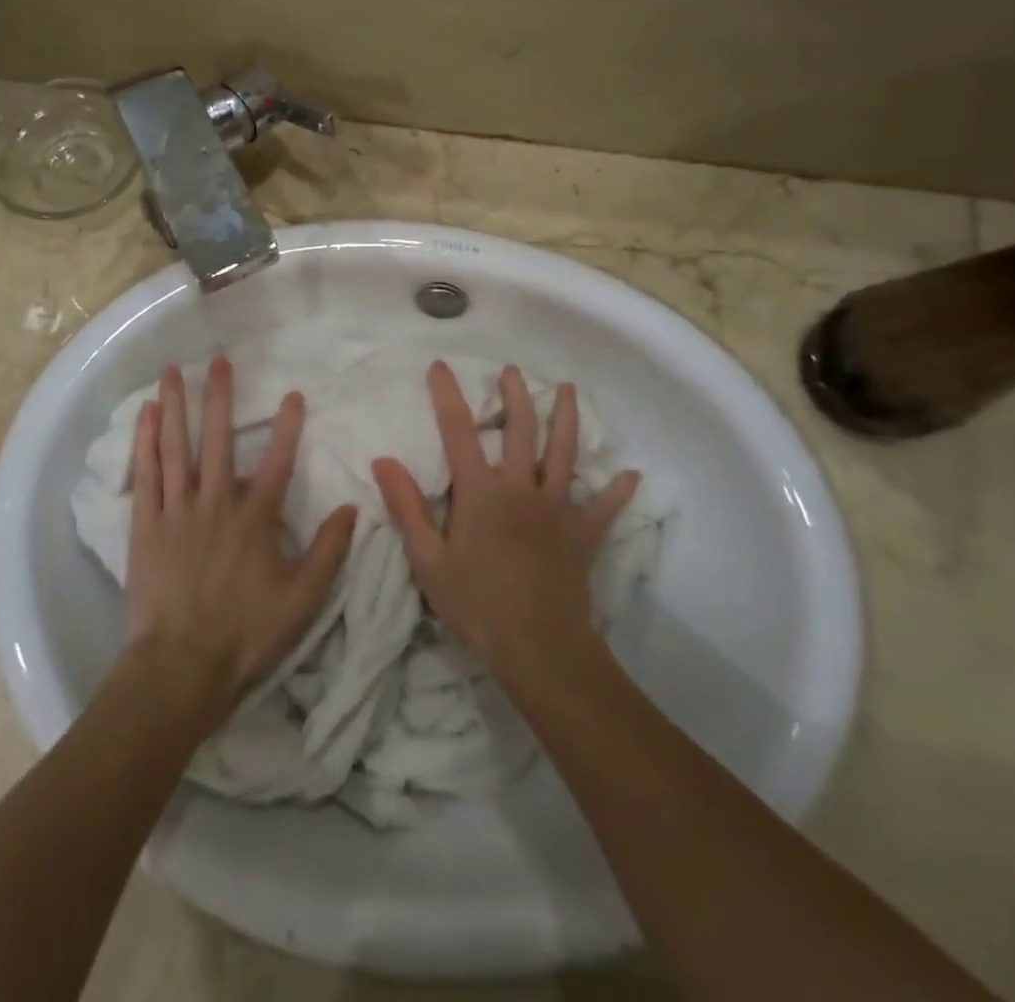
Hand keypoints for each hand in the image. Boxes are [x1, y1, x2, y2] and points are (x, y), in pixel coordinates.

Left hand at [124, 359, 356, 720]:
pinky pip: (145, 474)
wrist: (180, 667)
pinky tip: (146, 415)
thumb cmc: (246, 635)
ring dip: (176, 406)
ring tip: (173, 370)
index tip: (294, 393)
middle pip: (218, 440)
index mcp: (255, 519)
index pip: (278, 462)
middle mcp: (216, 503)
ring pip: (176, 447)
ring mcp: (177, 511)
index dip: (289, 426)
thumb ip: (329, 552)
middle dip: (221, 397)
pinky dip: (145, 442)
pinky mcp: (146, 525)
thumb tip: (352, 507)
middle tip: (220, 360)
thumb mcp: (303, 600)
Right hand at [373, 362, 638, 679]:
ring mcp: (557, 509)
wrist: (538, 648)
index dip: (447, 395)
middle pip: (520, 430)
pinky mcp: (583, 535)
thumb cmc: (476, 604)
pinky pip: (604, 508)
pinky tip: (631, 476)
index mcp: (481, 492)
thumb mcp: (428, 560)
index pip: (458, 431)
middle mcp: (521, 488)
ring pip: (564, 453)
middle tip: (512, 371)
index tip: (441, 366)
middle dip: (514, 396)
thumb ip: (407, 507)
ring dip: (566, 418)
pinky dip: (617, 492)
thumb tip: (383, 460)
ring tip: (567, 390)